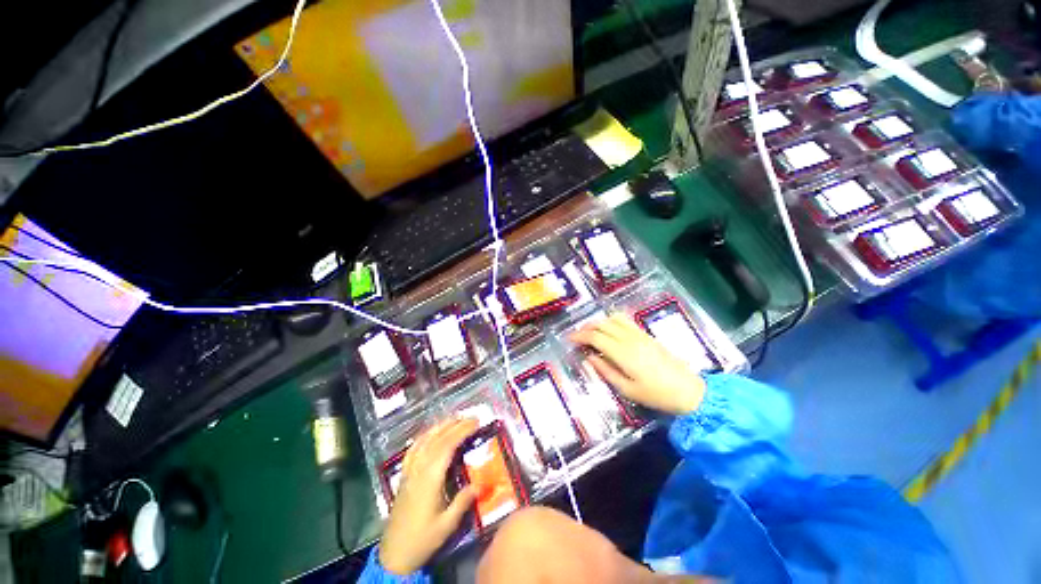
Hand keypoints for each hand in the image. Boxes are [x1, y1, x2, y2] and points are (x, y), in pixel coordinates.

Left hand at [379, 417, 477, 574]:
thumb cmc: (422, 540)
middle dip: (455, 425)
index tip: (476, 422)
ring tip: (454, 419)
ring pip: (424, 441)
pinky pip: (412, 450)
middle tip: (471, 417)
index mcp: (430, 478)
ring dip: (439, 427)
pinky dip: (423, 437)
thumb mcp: (447, 525)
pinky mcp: (404, 476)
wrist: (393, 555)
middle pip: (437, 439)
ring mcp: (409, 471)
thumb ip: (463, 501)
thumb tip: (479, 484)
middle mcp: (418, 469)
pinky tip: (429, 434)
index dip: (462, 431)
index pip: (448, 445)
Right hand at [570, 313, 705, 414]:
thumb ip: (606, 371)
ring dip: (599, 322)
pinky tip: (609, 330)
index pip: (595, 336)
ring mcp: (639, 334)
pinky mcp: (646, 335)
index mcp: (623, 353)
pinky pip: (625, 320)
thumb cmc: (656, 395)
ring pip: (613, 318)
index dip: (579, 335)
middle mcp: (629, 338)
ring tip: (592, 332)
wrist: (689, 391)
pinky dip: (612, 321)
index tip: (569, 339)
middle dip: (586, 327)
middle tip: (577, 336)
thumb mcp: (627, 390)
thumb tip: (589, 357)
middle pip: (602, 324)